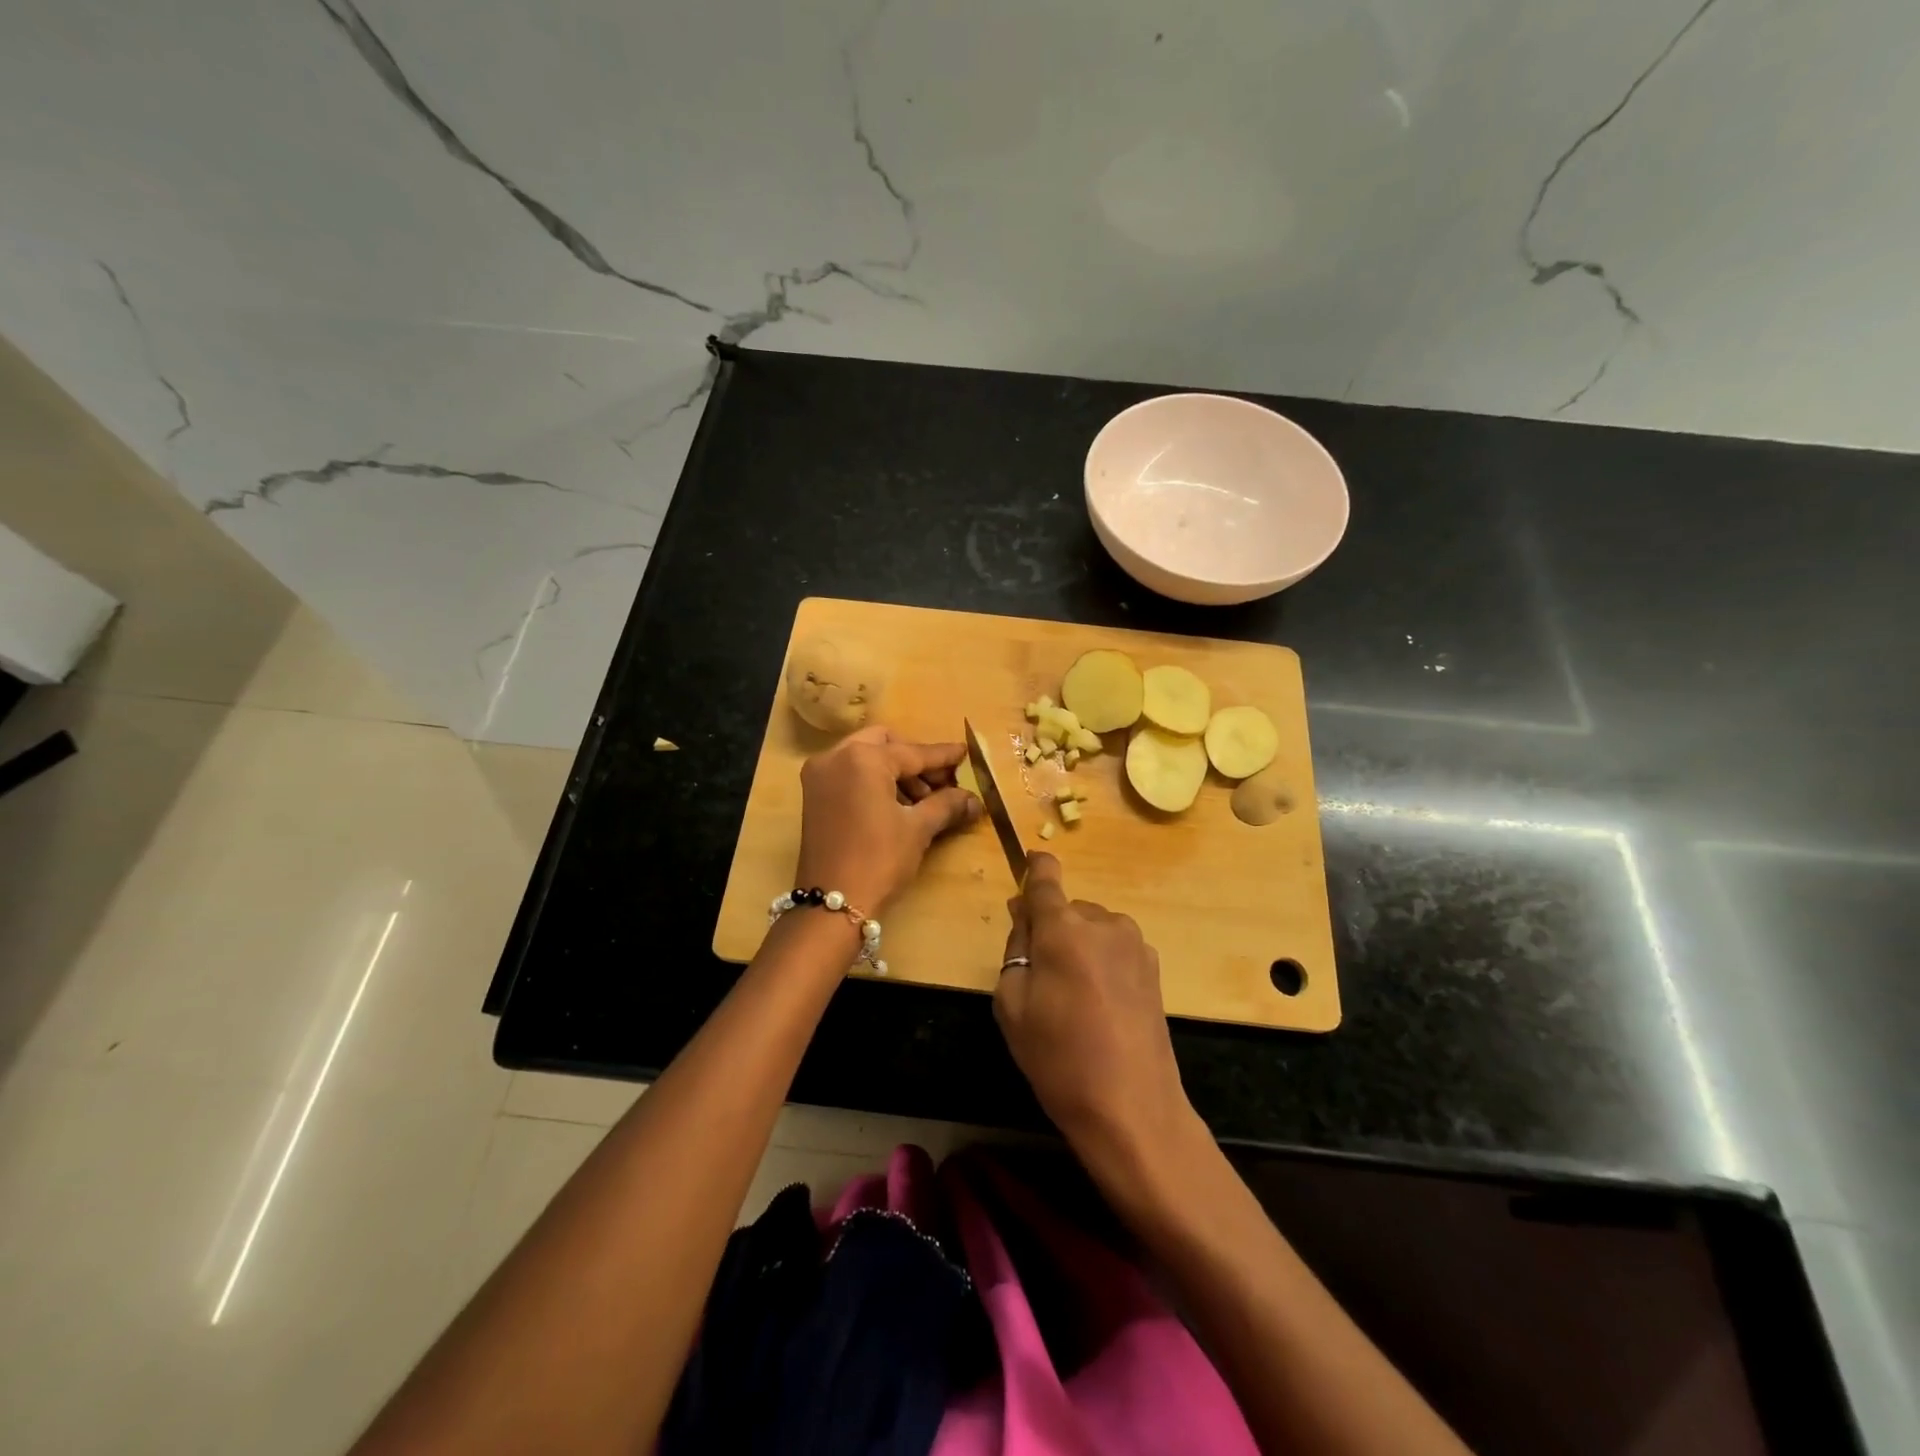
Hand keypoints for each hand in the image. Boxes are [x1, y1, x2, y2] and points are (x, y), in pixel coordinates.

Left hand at [794, 725, 981, 912]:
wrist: (833, 904)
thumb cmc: (879, 859)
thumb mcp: (918, 828)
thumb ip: (946, 804)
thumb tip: (974, 800)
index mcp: (862, 758)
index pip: (912, 752)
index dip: (942, 756)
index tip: (965, 753)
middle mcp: (835, 757)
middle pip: (884, 744)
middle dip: (914, 760)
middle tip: (941, 783)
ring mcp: (819, 776)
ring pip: (865, 758)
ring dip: (896, 773)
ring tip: (923, 801)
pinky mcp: (813, 795)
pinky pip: (850, 774)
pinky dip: (874, 782)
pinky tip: (898, 806)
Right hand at [993, 853, 1200, 1181]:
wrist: (1133, 1109)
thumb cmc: (1059, 1058)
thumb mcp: (1013, 1005)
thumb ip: (1016, 948)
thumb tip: (1023, 914)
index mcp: (1064, 930)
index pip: (1046, 880)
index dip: (1035, 867)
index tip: (1028, 862)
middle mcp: (1103, 923)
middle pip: (1067, 910)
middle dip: (1050, 928)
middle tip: (1038, 975)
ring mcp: (1135, 944)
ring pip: (1092, 929)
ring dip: (1078, 945)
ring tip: (1072, 998)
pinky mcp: (1154, 967)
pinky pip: (1114, 948)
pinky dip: (1101, 961)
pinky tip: (1100, 1005)